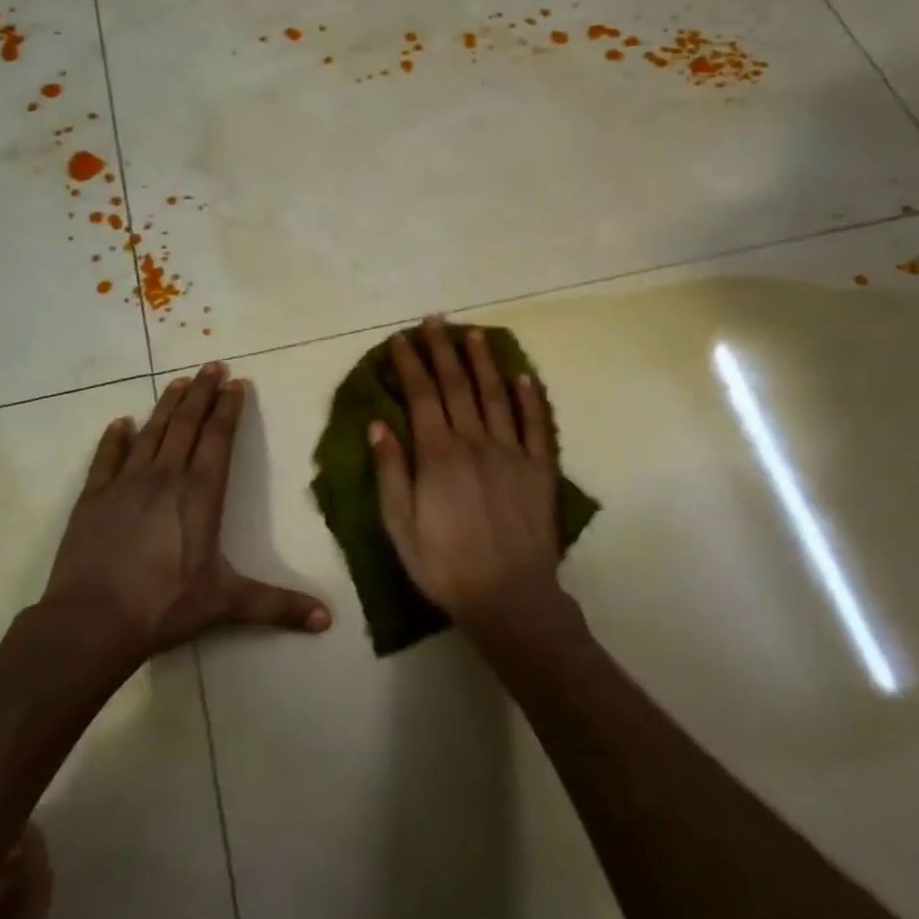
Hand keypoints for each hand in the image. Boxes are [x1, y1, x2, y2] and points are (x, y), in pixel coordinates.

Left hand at [41, 363, 331, 660]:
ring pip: (152, 433)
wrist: (92, 621)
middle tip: (212, 366)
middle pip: (187, 425)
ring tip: (179, 381)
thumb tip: (328, 620)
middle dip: (202, 393)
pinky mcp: (93, 497)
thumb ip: (278, 606)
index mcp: (200, 495)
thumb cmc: (164, 606)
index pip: (219, 440)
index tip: (236, 383)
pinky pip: (106, 458)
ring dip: (167, 405)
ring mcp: (125, 484)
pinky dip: (114, 438)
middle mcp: (165, 478)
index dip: (229, 409)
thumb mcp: (226, 604)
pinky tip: (121, 423)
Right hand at [369, 319, 563, 628]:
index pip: (421, 396)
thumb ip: (390, 471)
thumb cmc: (444, 565)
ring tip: (472, 334)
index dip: (410, 364)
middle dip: (442, 350)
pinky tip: (523, 375)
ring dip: (483, 362)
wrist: (509, 598)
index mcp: (438, 455)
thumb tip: (378, 424)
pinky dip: (530, 397)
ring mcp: (512, 452)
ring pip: (495, 395)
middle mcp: (475, 442)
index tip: (400, 340)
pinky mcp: (540, 468)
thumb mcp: (400, 525)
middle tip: (434, 321)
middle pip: (457, 386)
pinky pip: (536, 424)